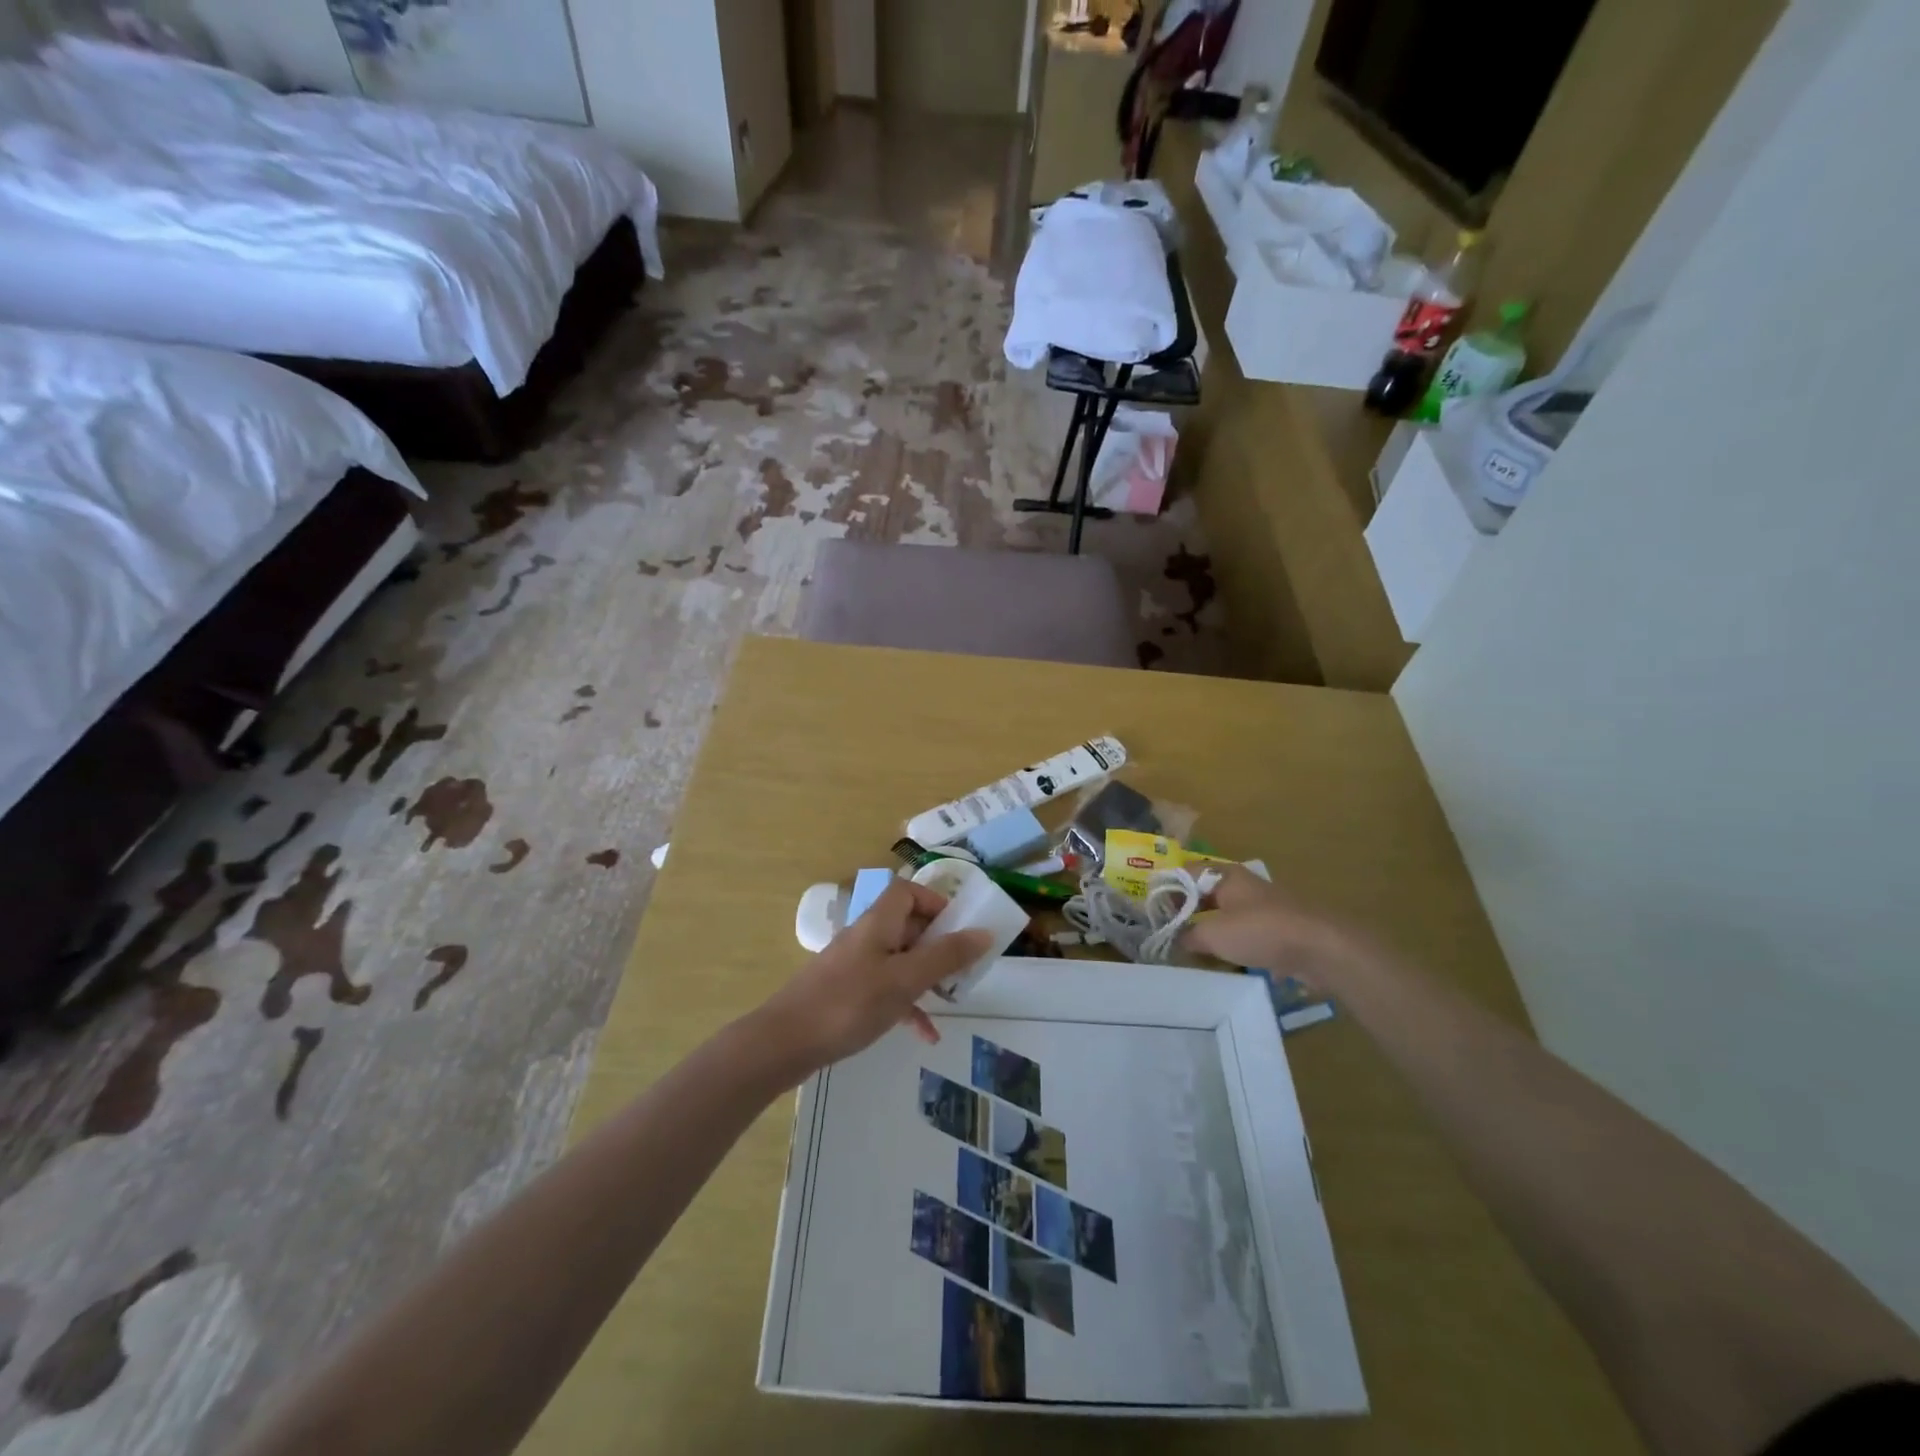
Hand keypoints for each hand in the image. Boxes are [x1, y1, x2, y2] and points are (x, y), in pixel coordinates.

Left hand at [751, 879, 991, 1075]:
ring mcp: (855, 966)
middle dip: (939, 944)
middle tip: (965, 967)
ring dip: (927, 976)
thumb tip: (984, 932)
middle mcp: (867, 937)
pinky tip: (925, 1034)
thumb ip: (946, 956)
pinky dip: (907, 1004)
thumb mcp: (905, 980)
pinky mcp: (848, 994)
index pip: (907, 891)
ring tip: (953, 998)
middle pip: (908, 926)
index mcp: (878, 922)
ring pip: (900, 960)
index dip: (935, 902)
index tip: (960, 927)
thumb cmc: (849, 1003)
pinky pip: (886, 989)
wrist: (784, 1043)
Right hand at [1182, 866, 1357, 986]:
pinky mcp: (1277, 930)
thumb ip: (1188, 935)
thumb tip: (1174, 939)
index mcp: (1225, 875)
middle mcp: (1243, 886)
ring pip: (1224, 916)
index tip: (1152, 912)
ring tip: (1189, 951)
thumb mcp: (1213, 934)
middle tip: (1166, 934)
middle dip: (1185, 913)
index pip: (1185, 873)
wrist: (1320, 948)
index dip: (1166, 890)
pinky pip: (1244, 934)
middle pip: (1205, 895)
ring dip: (1208, 931)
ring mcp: (1262, 908)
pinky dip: (1230, 945)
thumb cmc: (1260, 930)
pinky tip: (1221, 962)